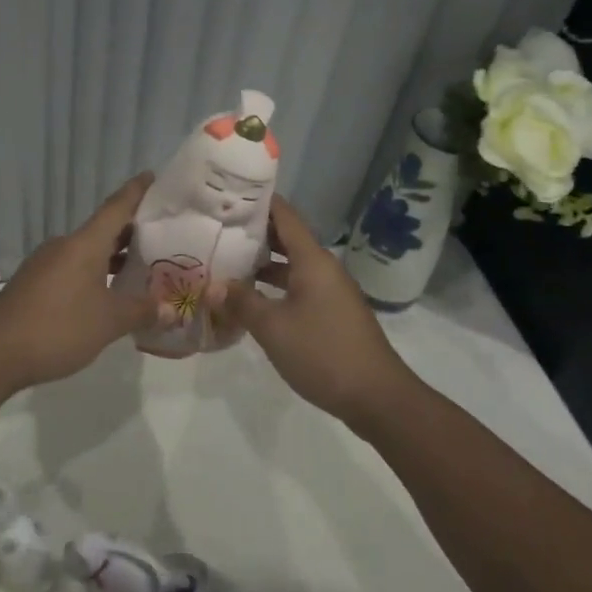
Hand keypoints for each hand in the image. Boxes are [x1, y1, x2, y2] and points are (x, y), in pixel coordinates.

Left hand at [0, 174, 159, 390]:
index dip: (136, 191)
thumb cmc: (58, 328)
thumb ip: (141, 311)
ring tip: (140, 267)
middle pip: (103, 229)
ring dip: (112, 255)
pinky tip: (106, 293)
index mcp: (84, 244)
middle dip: (132, 231)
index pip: (116, 207)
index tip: (153, 176)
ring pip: (87, 250)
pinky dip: (94, 272)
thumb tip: (171, 309)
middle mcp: (64, 245)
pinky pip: (72, 267)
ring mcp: (45, 263)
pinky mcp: (33, 282)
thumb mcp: (109, 322)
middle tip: (162, 235)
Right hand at [221, 195, 417, 427]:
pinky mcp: (332, 312)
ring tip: (227, 262)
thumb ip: (242, 302)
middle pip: (287, 238)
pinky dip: (275, 285)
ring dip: (263, 262)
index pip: (284, 215)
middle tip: (217, 229)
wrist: (377, 396)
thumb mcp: (273, 328)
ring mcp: (330, 291)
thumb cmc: (323, 353)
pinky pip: (299, 286)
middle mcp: (323, 268)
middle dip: (254, 233)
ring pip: (292, 264)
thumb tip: (214, 285)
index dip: (258, 202)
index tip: (228, 195)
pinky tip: (252, 298)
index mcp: (312, 260)